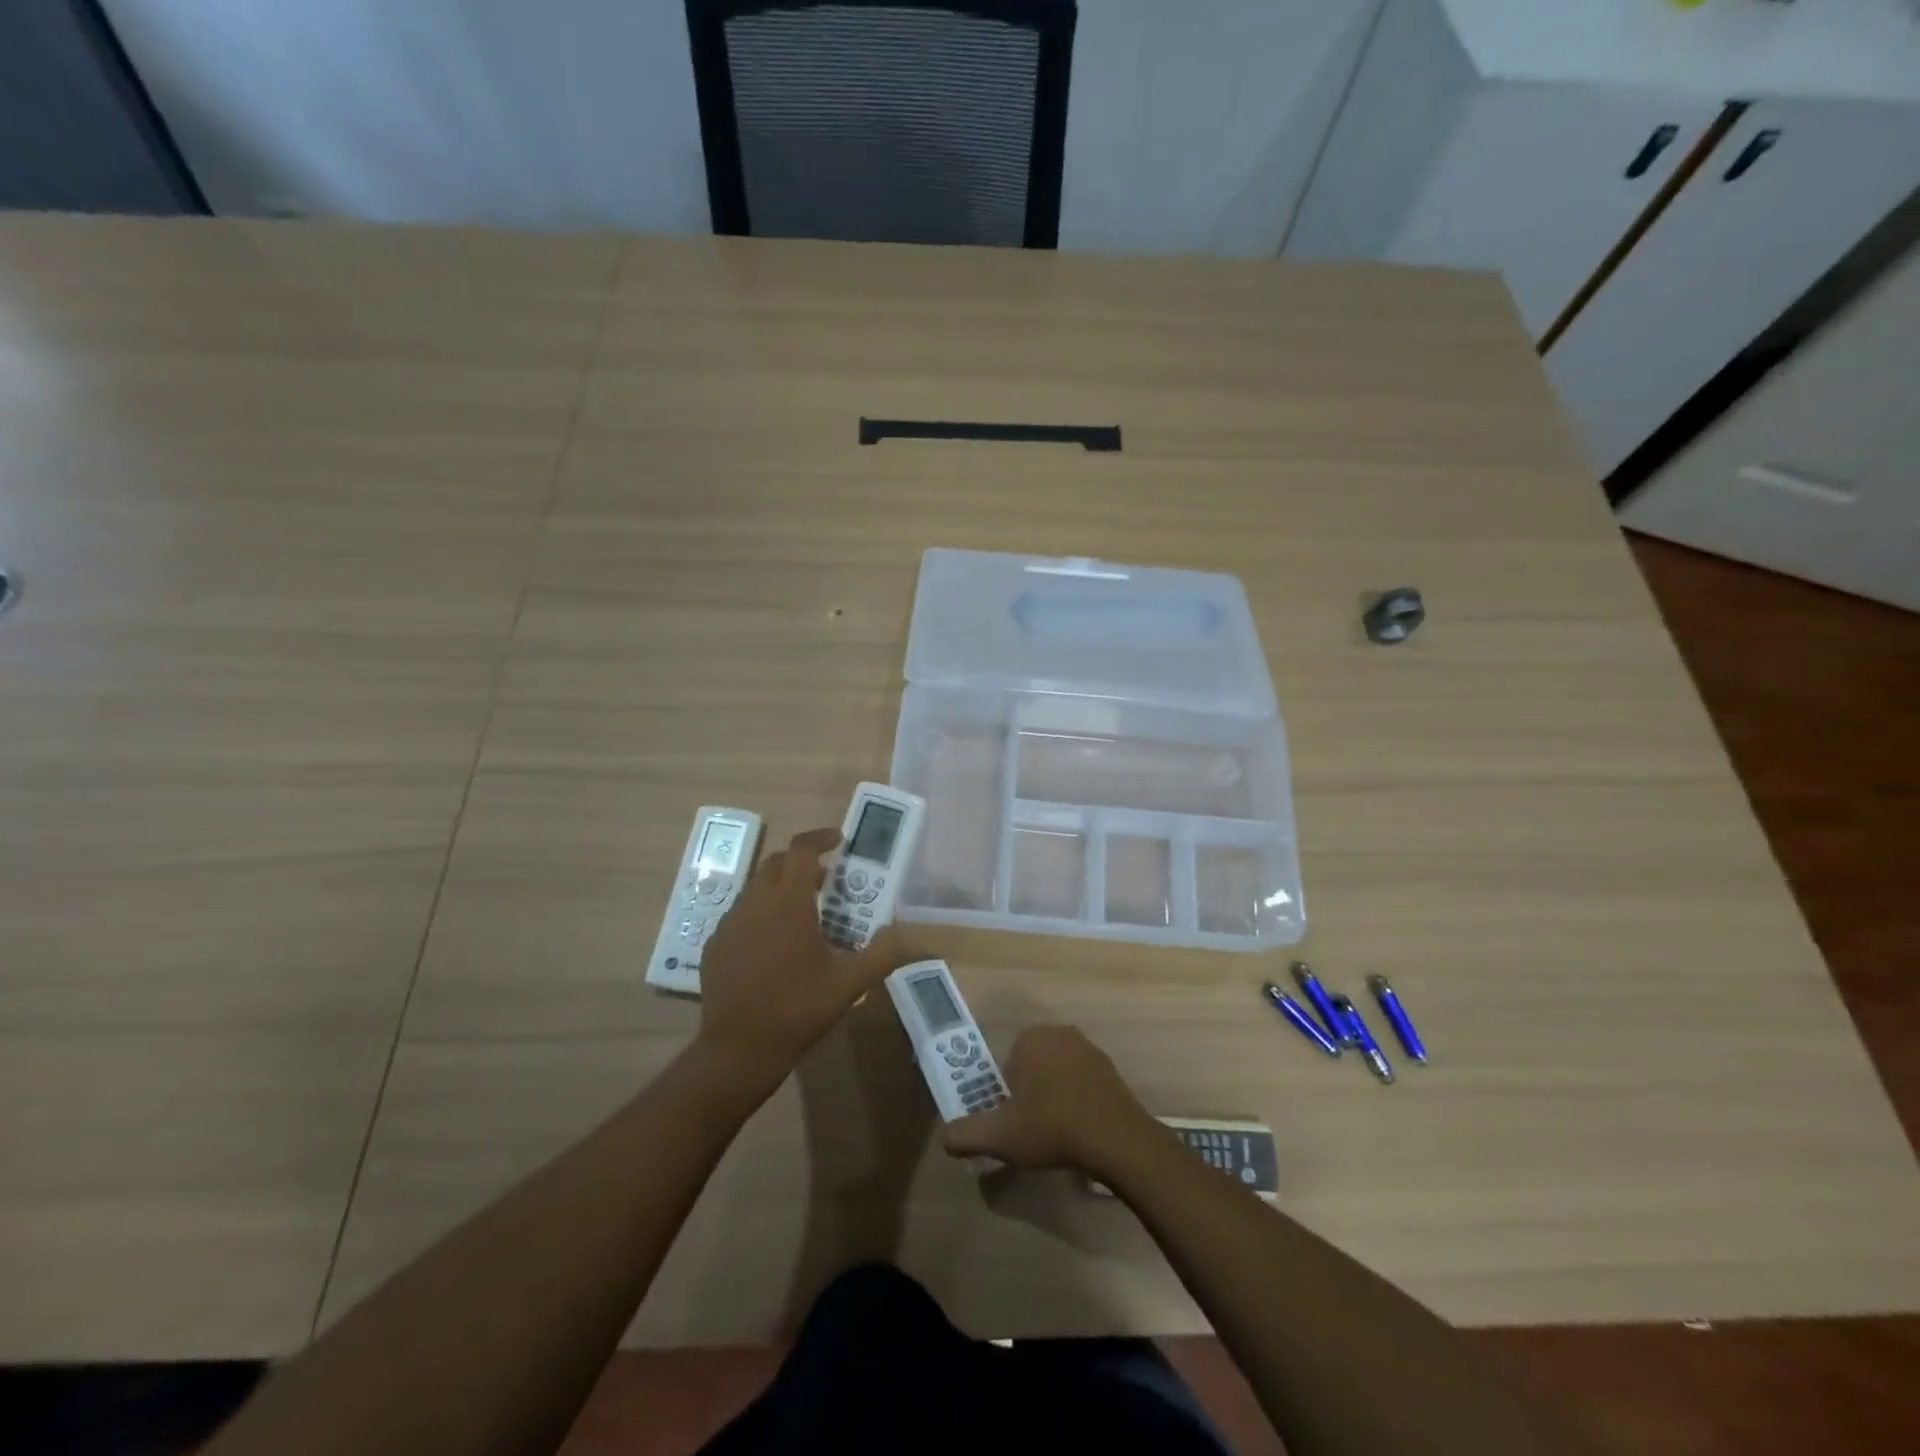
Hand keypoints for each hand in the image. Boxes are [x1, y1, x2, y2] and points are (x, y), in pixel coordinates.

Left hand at [694, 827, 899, 1093]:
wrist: (738, 1049)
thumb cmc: (798, 1009)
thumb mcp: (850, 984)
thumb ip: (879, 954)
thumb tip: (892, 933)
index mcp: (789, 903)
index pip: (802, 850)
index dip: (820, 838)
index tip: (838, 840)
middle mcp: (755, 903)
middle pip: (776, 863)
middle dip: (802, 862)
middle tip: (826, 882)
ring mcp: (730, 923)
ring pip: (756, 888)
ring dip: (781, 888)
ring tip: (803, 915)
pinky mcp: (715, 945)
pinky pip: (741, 915)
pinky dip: (761, 914)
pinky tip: (774, 946)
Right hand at [939, 1025, 1162, 1177]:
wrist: (1117, 1139)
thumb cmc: (1052, 1127)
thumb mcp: (1000, 1137)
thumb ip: (966, 1135)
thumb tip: (945, 1138)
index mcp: (1030, 1038)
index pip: (1006, 1064)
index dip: (1005, 1094)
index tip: (1012, 1120)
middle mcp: (1058, 1032)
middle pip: (1030, 1065)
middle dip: (1028, 1093)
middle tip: (1031, 1128)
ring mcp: (1088, 1047)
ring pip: (1056, 1072)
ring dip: (1053, 1095)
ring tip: (1056, 1132)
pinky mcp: (1109, 1067)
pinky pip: (1081, 1080)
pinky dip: (1076, 1099)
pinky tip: (1079, 1128)